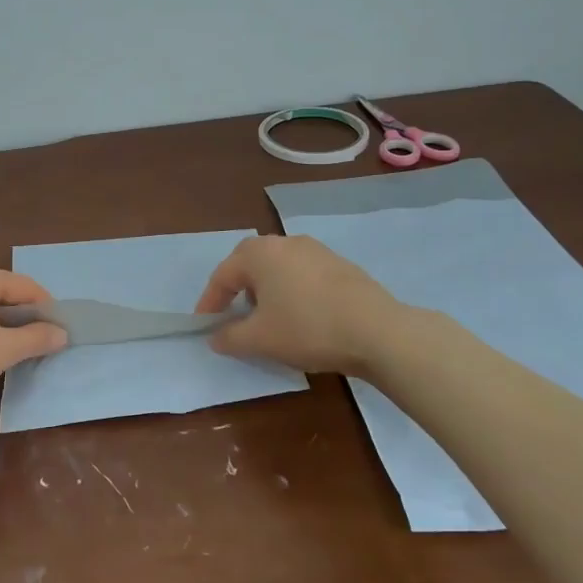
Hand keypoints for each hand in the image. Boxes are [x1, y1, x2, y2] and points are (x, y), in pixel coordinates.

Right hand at [195, 235, 403, 374]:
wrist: (377, 331)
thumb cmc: (307, 328)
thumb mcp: (259, 339)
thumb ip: (229, 337)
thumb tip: (215, 337)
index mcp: (260, 254)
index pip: (222, 275)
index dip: (209, 302)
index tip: (205, 326)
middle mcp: (285, 243)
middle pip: (250, 263)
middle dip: (237, 289)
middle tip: (233, 315)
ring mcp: (316, 250)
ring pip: (278, 267)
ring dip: (265, 289)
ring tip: (267, 318)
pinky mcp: (340, 265)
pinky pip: (302, 274)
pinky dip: (291, 291)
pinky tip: (300, 316)